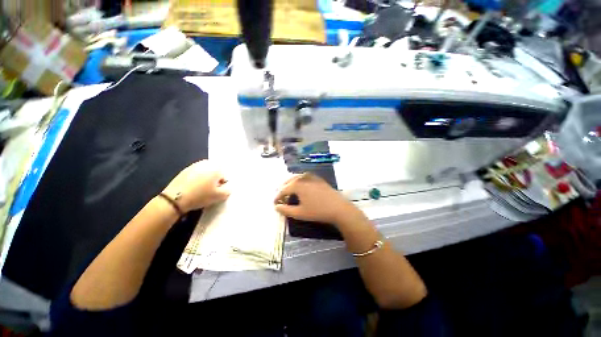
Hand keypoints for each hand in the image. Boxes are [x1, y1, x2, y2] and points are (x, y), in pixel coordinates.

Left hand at [162, 160, 229, 212]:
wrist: (175, 198)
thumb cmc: (201, 196)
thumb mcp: (220, 196)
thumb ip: (228, 190)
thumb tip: (227, 187)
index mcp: (216, 168)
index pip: (225, 176)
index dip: (222, 185)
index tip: (216, 192)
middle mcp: (206, 163)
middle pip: (215, 172)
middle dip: (215, 180)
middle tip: (210, 190)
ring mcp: (194, 165)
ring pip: (206, 172)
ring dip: (206, 179)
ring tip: (201, 190)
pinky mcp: (185, 170)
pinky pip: (196, 174)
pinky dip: (197, 179)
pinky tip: (193, 188)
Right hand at [273, 173, 362, 225]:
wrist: (339, 208)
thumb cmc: (318, 211)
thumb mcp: (300, 213)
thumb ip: (286, 210)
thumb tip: (277, 207)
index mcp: (297, 185)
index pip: (283, 190)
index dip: (277, 197)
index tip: (274, 203)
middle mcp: (303, 177)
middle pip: (289, 181)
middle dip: (283, 188)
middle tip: (280, 197)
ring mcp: (312, 176)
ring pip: (297, 177)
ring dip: (291, 183)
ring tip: (289, 191)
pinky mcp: (318, 178)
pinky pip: (305, 177)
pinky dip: (299, 181)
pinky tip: (301, 186)